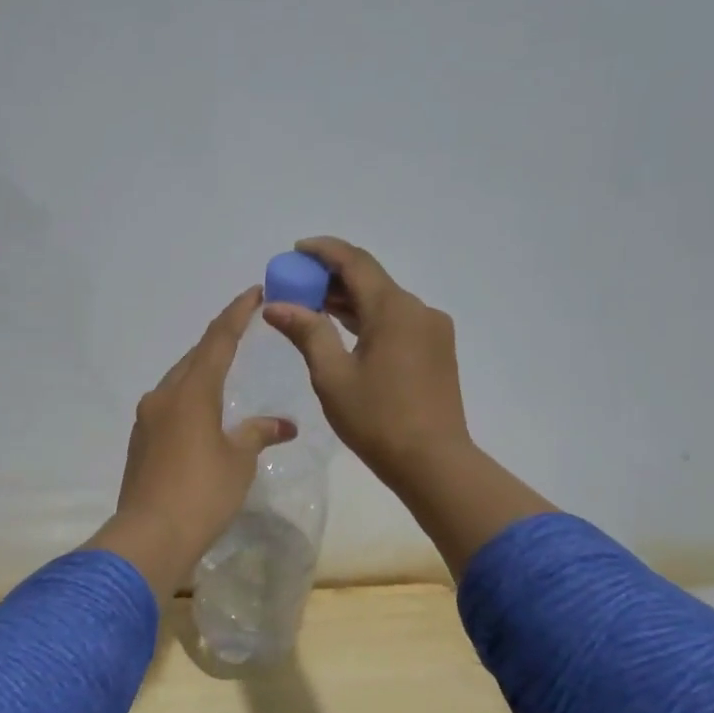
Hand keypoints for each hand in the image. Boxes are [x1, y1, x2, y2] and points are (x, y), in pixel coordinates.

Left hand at [86, 287, 296, 601]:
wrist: (150, 535)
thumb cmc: (202, 492)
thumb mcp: (239, 461)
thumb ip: (258, 434)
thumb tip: (283, 425)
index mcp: (192, 391)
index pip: (218, 340)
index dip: (237, 314)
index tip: (254, 293)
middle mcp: (164, 396)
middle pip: (194, 357)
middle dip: (219, 340)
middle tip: (243, 328)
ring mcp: (147, 419)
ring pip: (178, 381)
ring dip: (202, 370)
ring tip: (225, 368)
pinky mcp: (140, 441)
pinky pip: (168, 405)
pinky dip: (189, 398)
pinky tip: (202, 413)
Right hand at [262, 238, 471, 490]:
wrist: (433, 462)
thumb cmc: (377, 419)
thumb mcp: (332, 376)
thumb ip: (307, 332)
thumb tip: (276, 305)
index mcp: (394, 309)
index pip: (355, 262)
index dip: (324, 251)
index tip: (295, 250)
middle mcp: (418, 309)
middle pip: (370, 280)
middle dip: (331, 278)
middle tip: (295, 285)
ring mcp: (432, 330)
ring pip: (384, 302)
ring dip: (349, 300)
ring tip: (311, 307)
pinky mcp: (437, 350)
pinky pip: (397, 321)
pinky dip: (368, 319)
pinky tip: (344, 332)